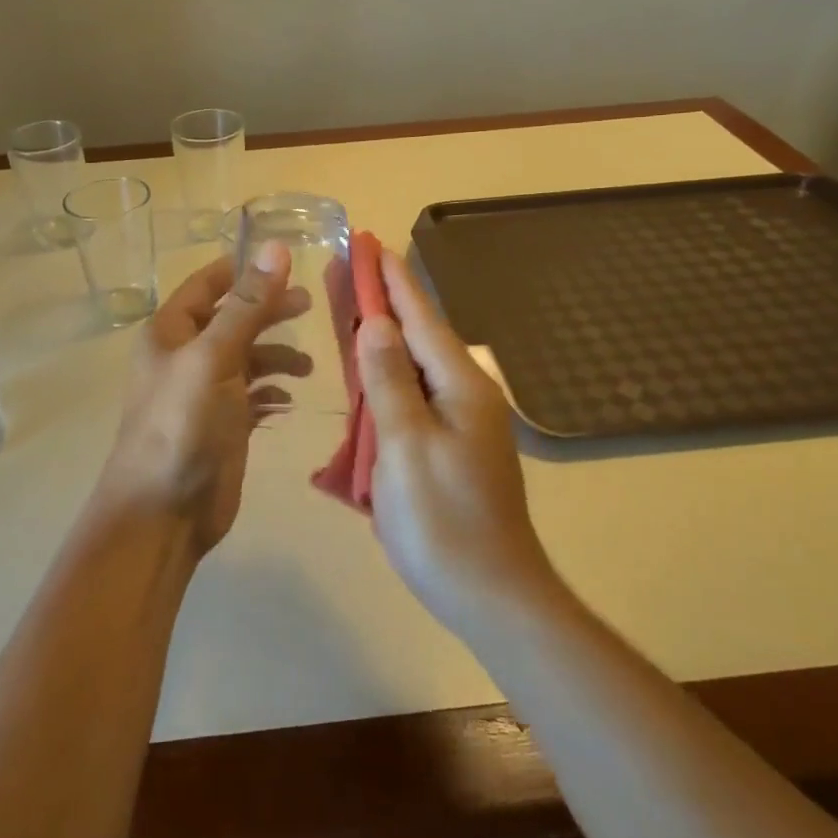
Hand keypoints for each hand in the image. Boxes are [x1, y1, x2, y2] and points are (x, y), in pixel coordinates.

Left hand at [96, 244, 310, 559]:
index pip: (208, 283)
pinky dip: (272, 393)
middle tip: (310, 305)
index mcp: (171, 331)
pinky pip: (253, 396)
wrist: (163, 511)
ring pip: (248, 358)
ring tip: (307, 367)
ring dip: (277, 356)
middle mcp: (186, 355)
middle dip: (270, 311)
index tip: (287, 260)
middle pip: (234, 318)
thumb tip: (275, 248)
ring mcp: (205, 391)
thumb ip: (247, 305)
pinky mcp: (223, 424)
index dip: (243, 269)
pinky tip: (288, 402)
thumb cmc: (183, 424)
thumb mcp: (215, 357)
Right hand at [357, 250, 555, 631]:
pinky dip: (384, 377)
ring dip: (379, 337)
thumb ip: (388, 380)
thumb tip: (376, 323)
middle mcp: (465, 393)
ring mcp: (459, 421)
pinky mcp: (448, 445)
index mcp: (460, 385)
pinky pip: (411, 396)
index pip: (419, 317)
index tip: (369, 242)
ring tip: (348, 308)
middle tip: (347, 268)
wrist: (491, 595)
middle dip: (380, 300)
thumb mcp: (406, 445)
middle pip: (415, 335)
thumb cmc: (444, 520)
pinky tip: (365, 372)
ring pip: (411, 365)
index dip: (391, 279)